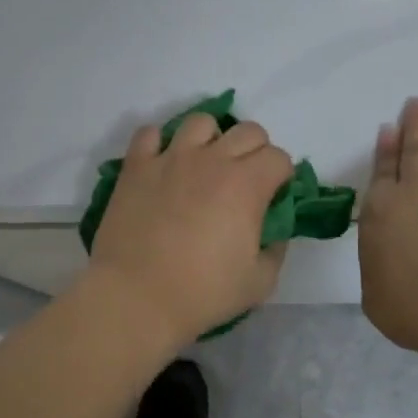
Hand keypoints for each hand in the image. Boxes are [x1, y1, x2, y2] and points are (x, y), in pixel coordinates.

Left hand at [86, 114, 295, 350]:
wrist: (136, 296)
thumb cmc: (202, 293)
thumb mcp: (259, 282)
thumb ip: (275, 250)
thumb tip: (274, 231)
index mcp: (246, 184)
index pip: (278, 158)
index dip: (281, 176)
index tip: (273, 197)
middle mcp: (211, 159)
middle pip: (248, 130)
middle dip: (256, 150)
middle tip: (245, 180)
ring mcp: (171, 158)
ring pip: (200, 121)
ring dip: (210, 138)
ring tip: (203, 164)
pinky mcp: (136, 165)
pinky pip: (149, 133)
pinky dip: (159, 143)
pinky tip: (162, 164)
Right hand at [357, 97, 417, 356]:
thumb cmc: (416, 308)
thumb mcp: (377, 297)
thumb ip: (379, 271)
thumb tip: (388, 263)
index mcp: (381, 211)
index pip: (382, 171)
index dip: (386, 149)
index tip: (389, 128)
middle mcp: (417, 190)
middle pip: (415, 149)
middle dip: (415, 125)